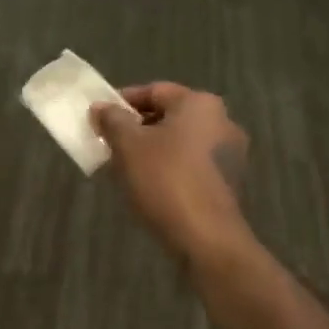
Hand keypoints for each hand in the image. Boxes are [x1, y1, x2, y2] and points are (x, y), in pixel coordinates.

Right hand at [91, 82, 250, 259]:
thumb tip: (101, 107)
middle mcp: (221, 121)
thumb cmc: (165, 180)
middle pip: (168, 115)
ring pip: (178, 141)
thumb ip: (112, 120)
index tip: (99, 119)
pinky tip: (147, 185)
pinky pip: (190, 163)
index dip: (121, 102)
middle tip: (108, 143)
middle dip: (136, 128)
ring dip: (150, 149)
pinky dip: (168, 167)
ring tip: (123, 167)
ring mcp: (229, 153)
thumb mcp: (127, 145)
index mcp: (199, 104)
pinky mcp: (227, 181)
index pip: (153, 91)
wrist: (206, 238)